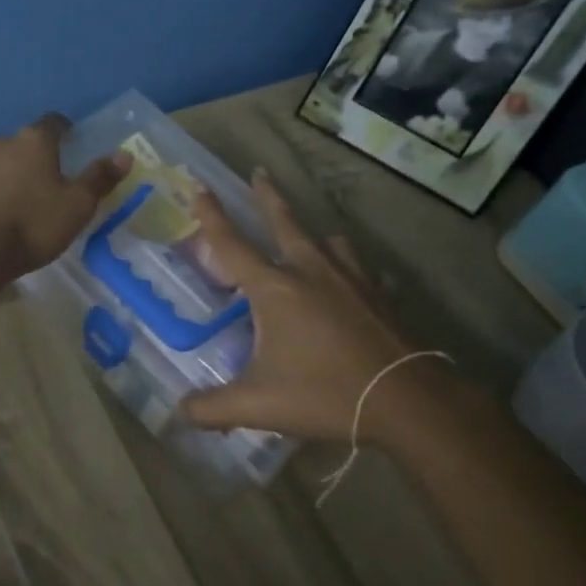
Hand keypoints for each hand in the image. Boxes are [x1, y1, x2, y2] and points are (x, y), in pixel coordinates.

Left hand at [0, 114, 130, 285]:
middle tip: (56, 180)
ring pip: (4, 162)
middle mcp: (2, 142)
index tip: (76, 147)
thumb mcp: (78, 205)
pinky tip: (5, 215)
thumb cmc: (33, 223)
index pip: (54, 122)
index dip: (67, 132)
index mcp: (34, 140)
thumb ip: (100, 178)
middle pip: (27, 142)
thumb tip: (124, 155)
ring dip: (17, 175)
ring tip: (29, 202)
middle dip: (41, 156)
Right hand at [180, 170, 448, 443]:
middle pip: (284, 221)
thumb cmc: (325, 393)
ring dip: (313, 234)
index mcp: (275, 288)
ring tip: (310, 237)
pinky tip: (355, 283)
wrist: (408, 401)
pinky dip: (352, 271)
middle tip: (259, 172)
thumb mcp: (258, 405)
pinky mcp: (379, 296)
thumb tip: (177, 413)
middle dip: (267, 195)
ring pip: (328, 242)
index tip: (200, 184)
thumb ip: (212, 408)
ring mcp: (351, 279)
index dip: (211, 214)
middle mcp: (311, 271)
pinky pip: (362, 271)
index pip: (232, 243)